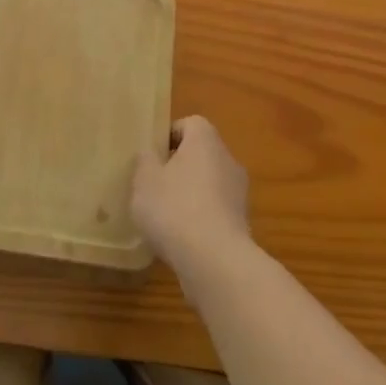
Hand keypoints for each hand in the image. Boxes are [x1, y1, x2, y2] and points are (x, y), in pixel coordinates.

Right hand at [130, 115, 250, 272]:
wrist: (215, 261)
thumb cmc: (175, 207)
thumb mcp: (144, 180)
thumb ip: (145, 161)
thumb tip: (150, 153)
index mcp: (206, 141)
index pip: (191, 123)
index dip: (169, 135)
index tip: (152, 155)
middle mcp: (228, 160)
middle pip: (201, 154)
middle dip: (178, 166)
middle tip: (153, 184)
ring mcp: (239, 193)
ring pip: (209, 183)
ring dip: (189, 194)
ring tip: (163, 215)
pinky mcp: (241, 224)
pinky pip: (215, 210)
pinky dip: (199, 218)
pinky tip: (180, 237)